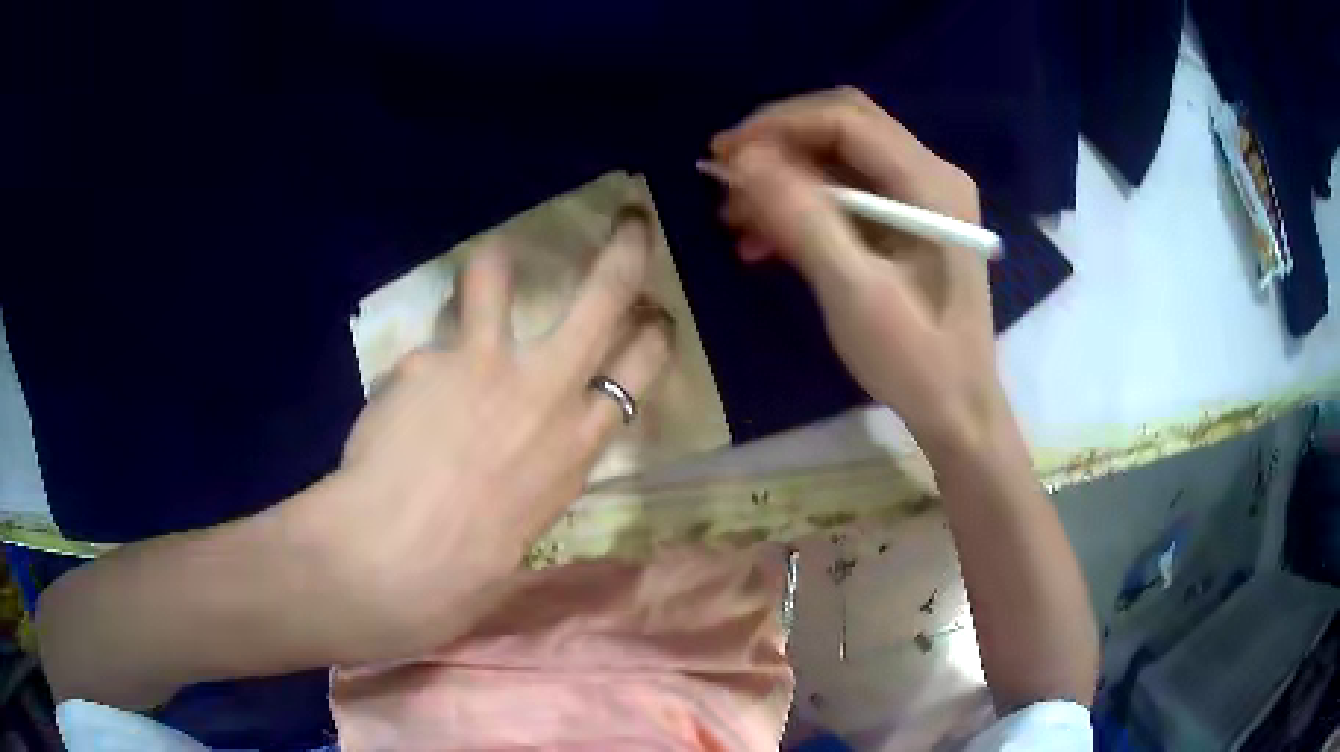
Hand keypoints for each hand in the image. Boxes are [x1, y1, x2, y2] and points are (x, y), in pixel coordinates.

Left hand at [286, 211, 673, 658]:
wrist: (399, 562)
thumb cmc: (469, 570)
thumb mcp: (528, 523)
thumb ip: (532, 468)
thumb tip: (513, 437)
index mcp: (578, 446)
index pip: (640, 371)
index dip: (653, 335)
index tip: (655, 313)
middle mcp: (546, 393)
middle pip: (604, 300)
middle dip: (626, 252)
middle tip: (631, 221)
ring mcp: (488, 367)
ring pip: (501, 280)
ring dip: (496, 263)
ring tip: (492, 261)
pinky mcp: (430, 361)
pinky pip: (429, 346)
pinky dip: (422, 364)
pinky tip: (403, 398)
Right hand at [711, 88, 1005, 455]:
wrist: (956, 409)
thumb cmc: (915, 360)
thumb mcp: (855, 292)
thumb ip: (802, 219)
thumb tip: (743, 161)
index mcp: (929, 183)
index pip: (845, 119)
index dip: (778, 126)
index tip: (724, 155)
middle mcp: (929, 175)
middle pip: (842, 129)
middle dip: (777, 147)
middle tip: (724, 178)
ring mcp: (919, 198)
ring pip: (838, 161)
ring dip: (783, 181)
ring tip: (735, 219)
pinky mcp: (906, 223)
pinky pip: (845, 195)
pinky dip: (802, 208)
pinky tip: (765, 241)